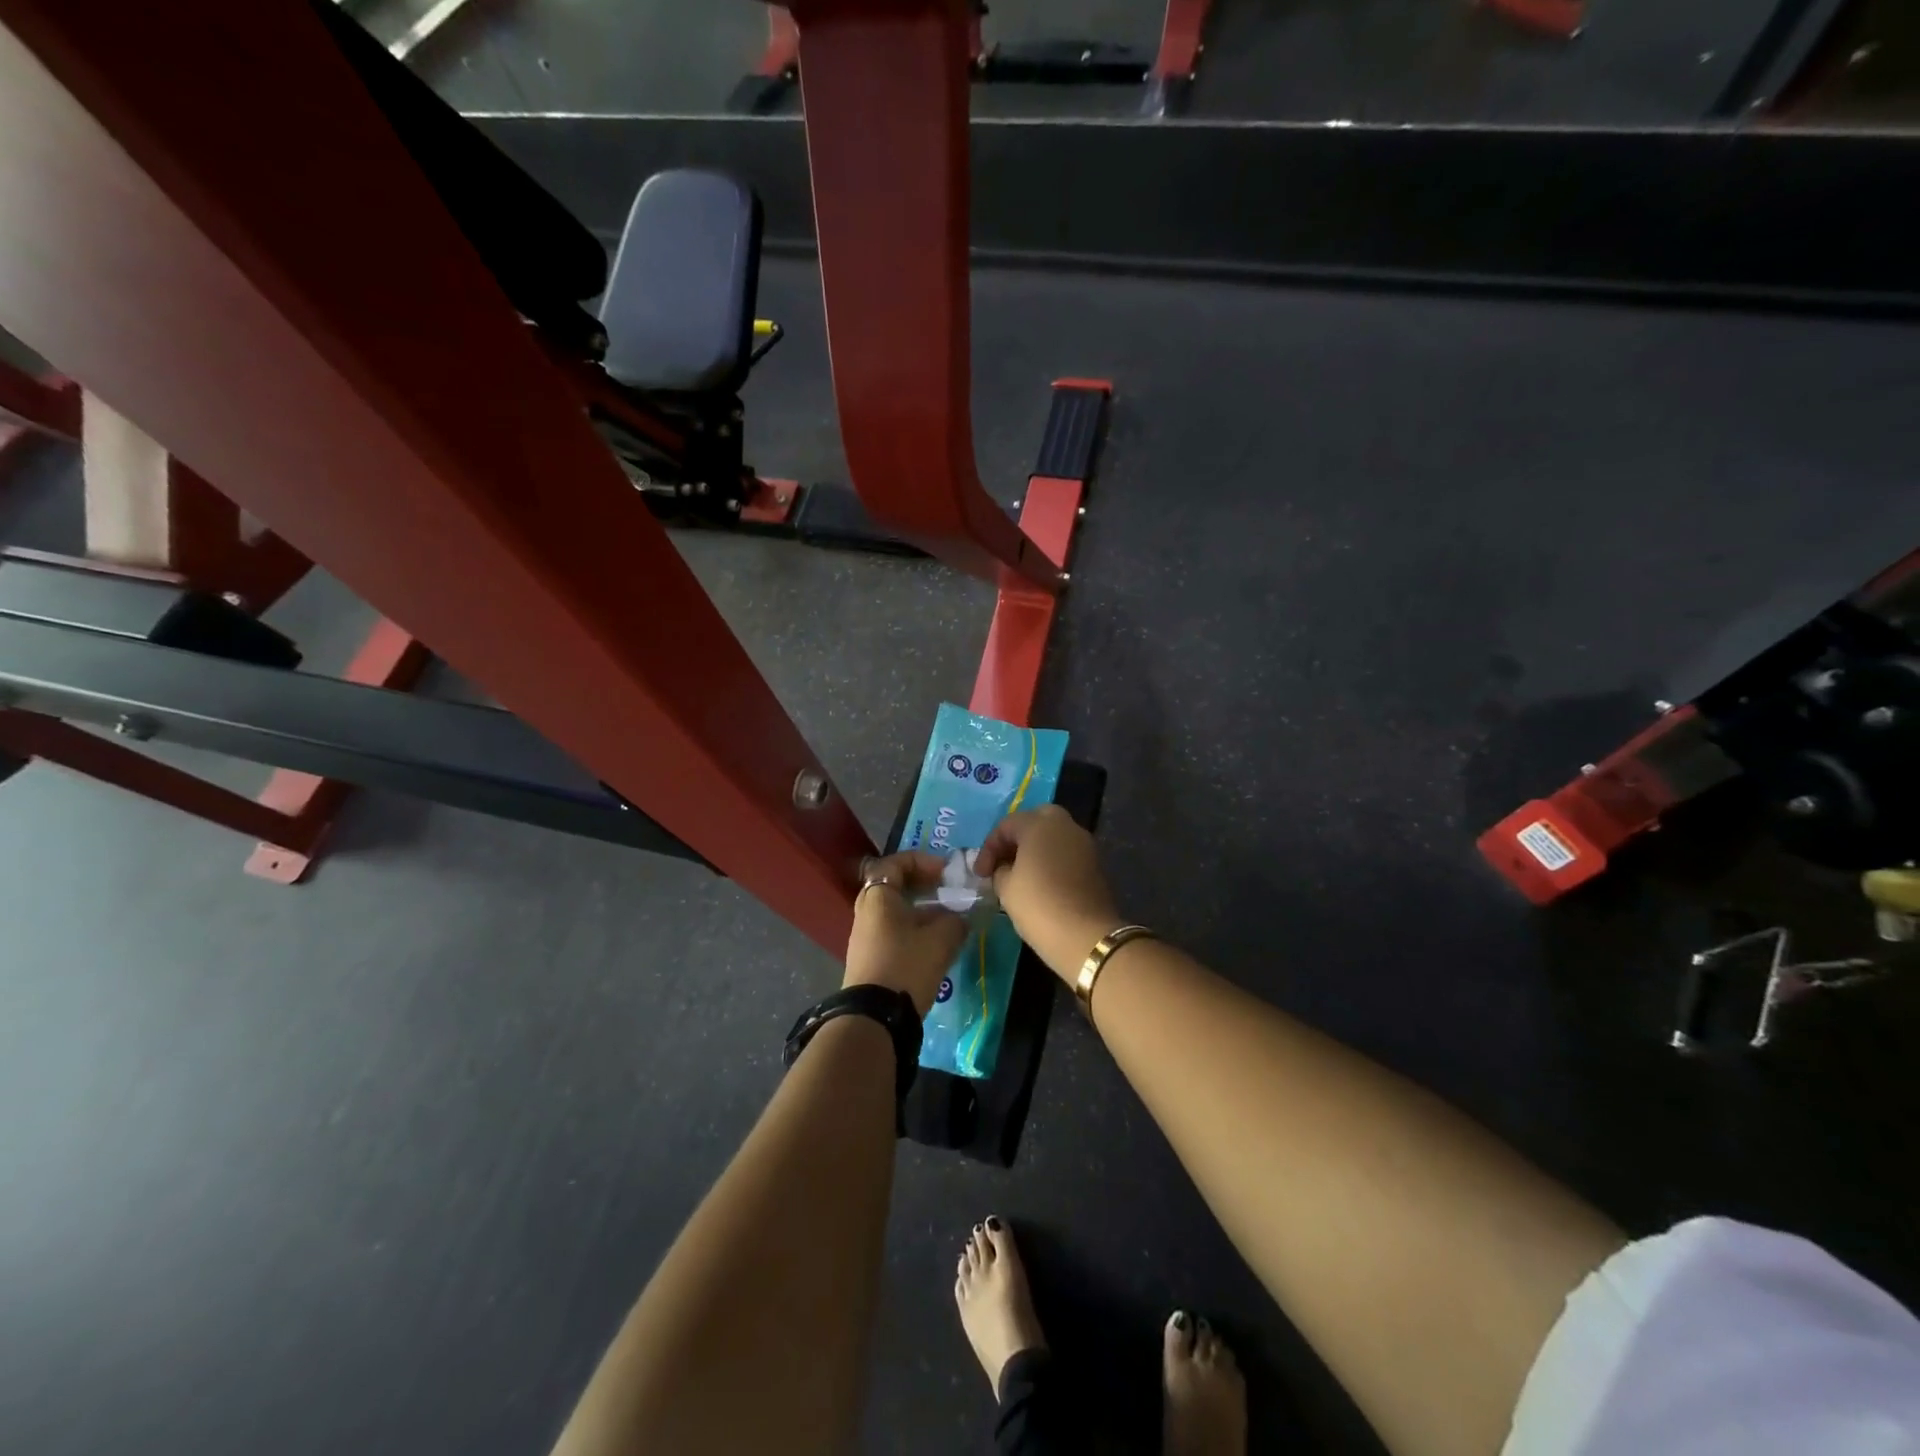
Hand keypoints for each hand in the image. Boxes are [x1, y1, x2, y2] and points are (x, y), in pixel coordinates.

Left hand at [843, 851, 969, 1015]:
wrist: (875, 1017)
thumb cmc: (907, 965)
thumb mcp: (941, 939)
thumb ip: (955, 920)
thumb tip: (958, 918)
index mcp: (878, 896)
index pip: (895, 863)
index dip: (922, 862)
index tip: (945, 873)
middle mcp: (866, 911)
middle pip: (892, 886)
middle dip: (921, 885)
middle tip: (945, 892)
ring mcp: (864, 936)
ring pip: (893, 911)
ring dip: (919, 910)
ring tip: (945, 920)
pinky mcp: (868, 958)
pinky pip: (891, 931)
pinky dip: (911, 929)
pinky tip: (932, 944)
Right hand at [974, 806, 1119, 980]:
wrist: (1087, 937)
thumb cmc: (1039, 906)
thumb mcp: (1006, 888)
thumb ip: (1000, 870)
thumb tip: (1004, 869)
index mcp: (1040, 824)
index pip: (1006, 825)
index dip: (989, 848)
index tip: (980, 874)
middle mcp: (1065, 825)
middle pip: (1035, 821)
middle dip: (1016, 839)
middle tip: (1003, 862)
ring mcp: (1085, 844)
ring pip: (1054, 836)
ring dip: (1036, 849)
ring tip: (1020, 875)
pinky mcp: (1096, 864)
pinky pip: (1067, 852)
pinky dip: (1052, 861)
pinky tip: (1041, 883)